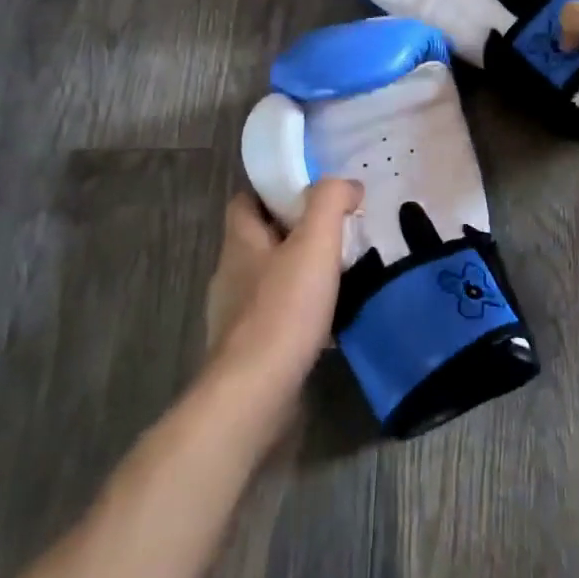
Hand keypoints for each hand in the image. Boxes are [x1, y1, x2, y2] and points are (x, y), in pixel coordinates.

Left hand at [201, 181, 361, 435]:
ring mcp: (235, 315)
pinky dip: (300, 312)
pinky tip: (329, 320)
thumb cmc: (283, 310)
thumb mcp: (314, 243)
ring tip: (340, 274)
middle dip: (294, 232)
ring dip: (299, 274)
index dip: (274, 189)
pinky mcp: (248, 349)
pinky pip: (276, 316)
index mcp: (240, 242)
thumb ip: (330, 202)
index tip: (312, 191)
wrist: (256, 393)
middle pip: (260, 239)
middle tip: (337, 231)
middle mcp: (230, 274)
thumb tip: (348, 184)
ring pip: (269, 279)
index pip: (245, 200)